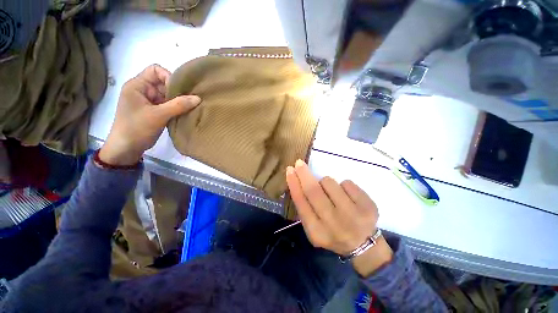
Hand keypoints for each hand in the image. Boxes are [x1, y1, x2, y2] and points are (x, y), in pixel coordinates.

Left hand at [99, 64, 200, 165]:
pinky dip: (176, 108)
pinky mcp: (154, 111)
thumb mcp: (158, 115)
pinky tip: (184, 113)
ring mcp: (148, 101)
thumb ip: (178, 105)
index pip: (155, 70)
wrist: (127, 148)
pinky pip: (168, 105)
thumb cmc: (137, 128)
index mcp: (137, 85)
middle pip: (163, 83)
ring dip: (178, 101)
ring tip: (189, 109)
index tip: (179, 92)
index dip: (169, 77)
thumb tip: (198, 98)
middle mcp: (143, 90)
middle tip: (189, 101)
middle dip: (176, 91)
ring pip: (167, 95)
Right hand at [286, 159, 392, 276]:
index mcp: (317, 232)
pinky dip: (342, 186)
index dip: (294, 183)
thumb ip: (304, 207)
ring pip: (329, 183)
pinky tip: (347, 197)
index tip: (290, 170)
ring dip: (325, 182)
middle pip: (314, 191)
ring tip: (331, 193)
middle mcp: (334, 225)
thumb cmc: (332, 232)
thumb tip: (296, 179)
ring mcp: (353, 215)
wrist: (362, 245)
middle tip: (299, 163)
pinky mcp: (368, 206)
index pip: (301, 202)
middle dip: (304, 174)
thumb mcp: (313, 227)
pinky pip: (346, 183)